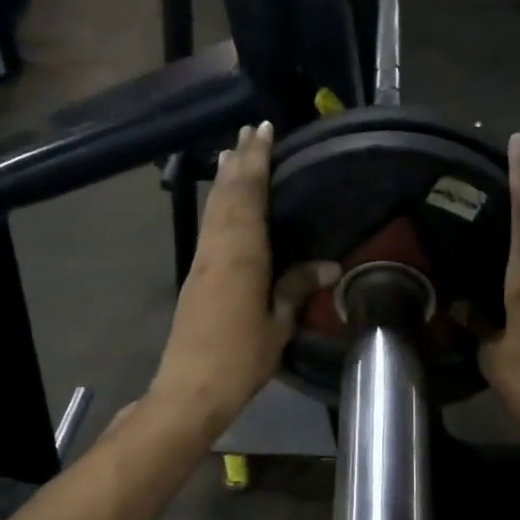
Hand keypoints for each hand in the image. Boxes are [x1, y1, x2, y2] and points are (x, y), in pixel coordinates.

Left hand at [148, 122, 337, 440]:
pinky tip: (224, 204)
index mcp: (241, 255)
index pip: (249, 195)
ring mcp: (202, 261)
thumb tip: (329, 265)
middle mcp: (217, 249)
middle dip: (239, 160)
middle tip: (249, 131)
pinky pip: (209, 226)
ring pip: (213, 209)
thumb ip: (296, 288)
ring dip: (225, 179)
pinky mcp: (195, 276)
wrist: (190, 388)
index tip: (262, 130)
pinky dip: (218, 204)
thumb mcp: (278, 324)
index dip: (256, 161)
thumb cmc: (240, 358)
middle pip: (227, 194)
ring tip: (233, 153)